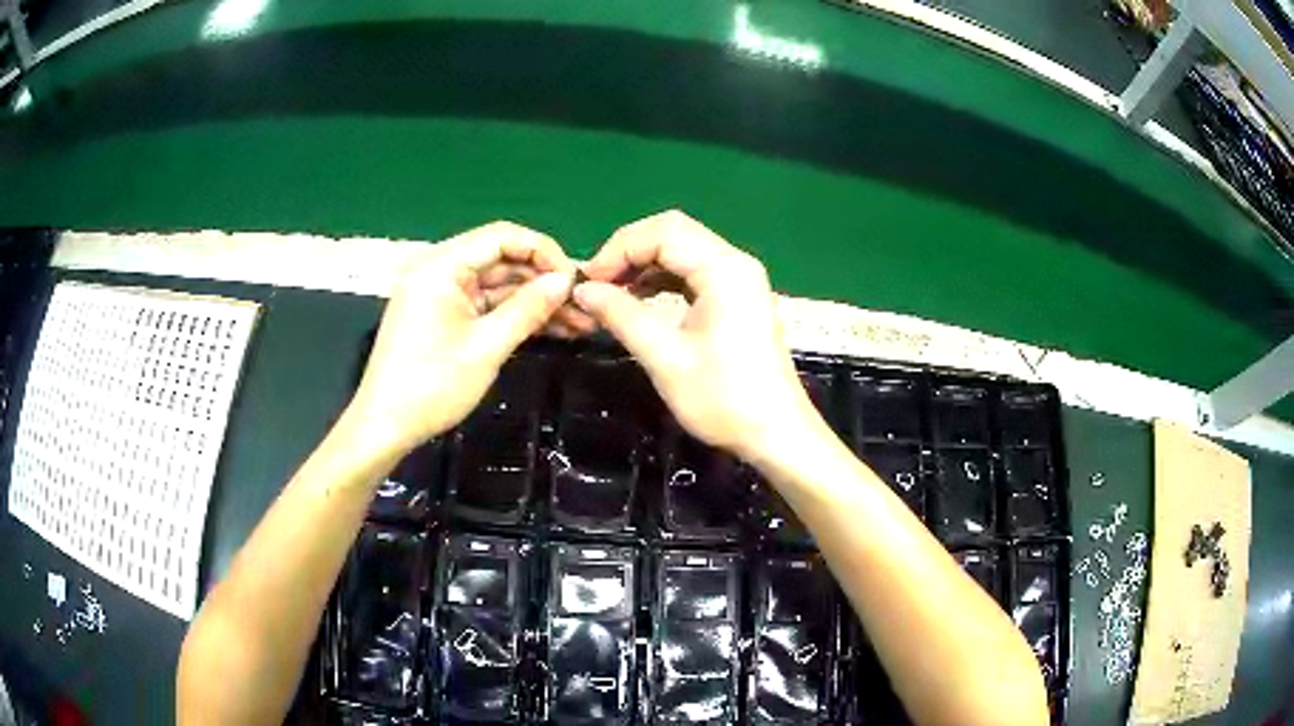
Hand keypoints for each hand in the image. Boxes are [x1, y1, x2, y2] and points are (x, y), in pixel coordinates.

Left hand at [347, 222, 576, 455]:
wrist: (385, 427)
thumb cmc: (432, 386)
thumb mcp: (487, 347)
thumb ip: (529, 308)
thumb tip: (566, 280)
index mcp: (441, 265)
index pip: (502, 236)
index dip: (543, 251)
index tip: (575, 280)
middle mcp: (439, 269)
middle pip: (501, 258)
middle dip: (543, 280)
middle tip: (583, 304)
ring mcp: (440, 293)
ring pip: (497, 284)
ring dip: (534, 300)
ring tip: (577, 323)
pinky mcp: (442, 315)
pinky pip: (485, 304)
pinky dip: (513, 314)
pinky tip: (549, 329)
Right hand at [574, 210, 818, 461]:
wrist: (776, 434)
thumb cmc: (723, 399)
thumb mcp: (665, 358)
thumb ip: (622, 316)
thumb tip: (582, 290)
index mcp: (724, 270)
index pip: (663, 232)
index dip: (618, 249)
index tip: (587, 282)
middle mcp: (735, 263)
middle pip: (674, 232)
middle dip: (629, 251)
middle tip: (596, 283)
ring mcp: (740, 279)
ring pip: (683, 249)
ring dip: (644, 263)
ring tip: (610, 291)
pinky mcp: (738, 297)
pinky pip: (694, 271)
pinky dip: (663, 278)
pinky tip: (639, 297)